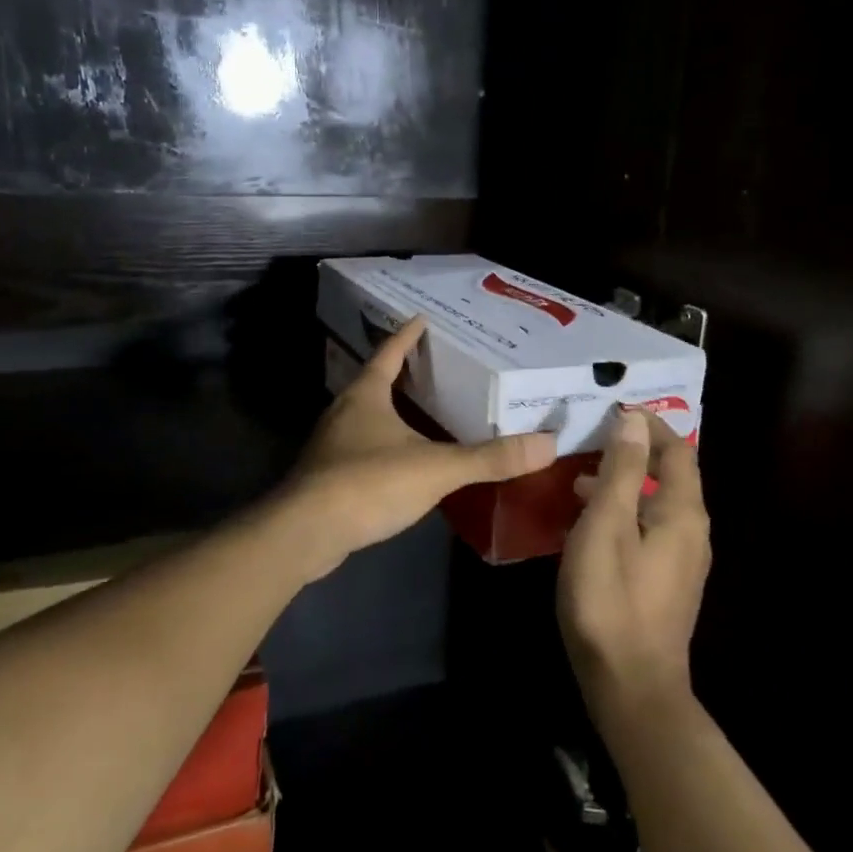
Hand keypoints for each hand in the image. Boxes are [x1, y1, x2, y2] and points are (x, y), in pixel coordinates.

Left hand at [282, 317, 556, 580]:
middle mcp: (344, 411)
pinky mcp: (326, 475)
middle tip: (432, 366)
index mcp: (366, 394)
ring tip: (420, 410)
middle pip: (374, 381)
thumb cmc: (368, 483)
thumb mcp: (436, 468)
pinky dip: (381, 443)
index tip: (422, 319)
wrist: (305, 532)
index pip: (389, 352)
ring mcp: (330, 444)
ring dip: (389, 409)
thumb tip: (548, 444)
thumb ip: (489, 458)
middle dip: (401, 372)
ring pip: (365, 415)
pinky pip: (359, 447)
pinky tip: (400, 460)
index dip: (407, 335)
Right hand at [558, 407, 710, 727]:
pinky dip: (623, 512)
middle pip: (670, 476)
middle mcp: (692, 532)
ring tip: (580, 478)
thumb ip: (622, 470)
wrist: (630, 685)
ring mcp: (682, 561)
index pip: (677, 451)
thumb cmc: (612, 598)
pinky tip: (589, 524)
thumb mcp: (607, 525)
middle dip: (635, 451)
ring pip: (656, 504)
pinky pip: (648, 529)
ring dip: (625, 483)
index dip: (650, 425)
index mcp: (683, 513)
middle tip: (592, 439)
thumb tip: (633, 421)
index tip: (614, 409)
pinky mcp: (666, 583)